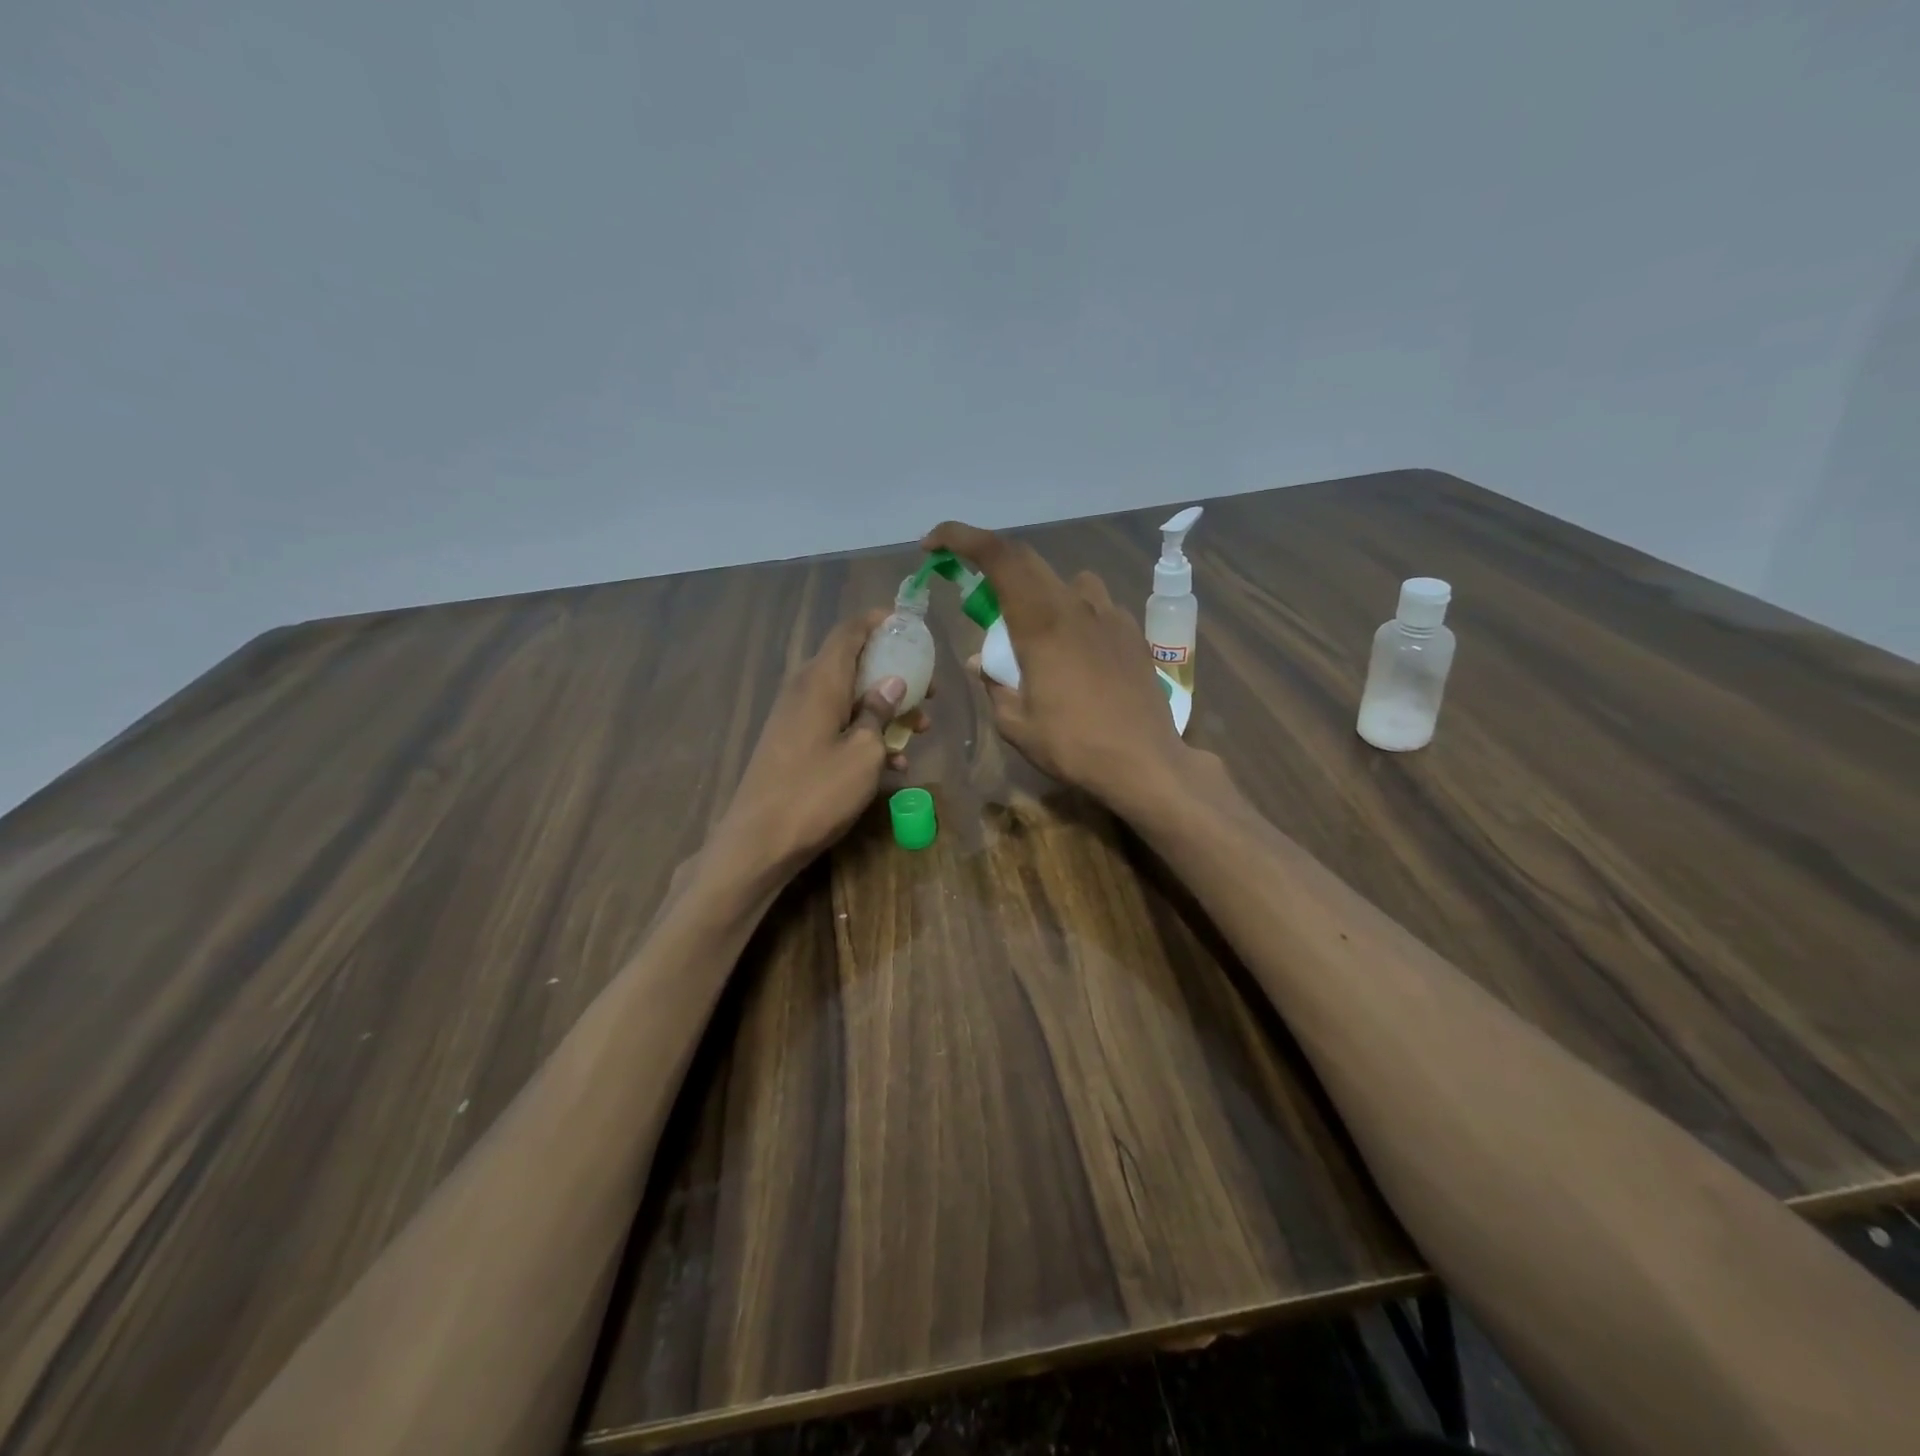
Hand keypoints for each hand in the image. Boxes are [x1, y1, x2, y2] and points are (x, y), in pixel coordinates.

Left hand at [715, 609, 931, 873]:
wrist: (759, 841)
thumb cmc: (816, 792)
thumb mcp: (863, 753)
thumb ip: (879, 712)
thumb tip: (892, 683)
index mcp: (821, 680)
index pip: (850, 631)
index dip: (879, 622)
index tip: (909, 625)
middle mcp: (805, 689)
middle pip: (853, 664)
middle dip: (894, 673)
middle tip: (928, 692)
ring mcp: (796, 717)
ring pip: (848, 697)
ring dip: (884, 709)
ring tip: (920, 731)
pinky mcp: (794, 742)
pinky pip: (835, 724)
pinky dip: (863, 733)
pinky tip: (892, 765)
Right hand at [922, 521, 1196, 812]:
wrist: (1146, 763)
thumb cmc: (1074, 745)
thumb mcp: (1017, 724)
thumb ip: (994, 685)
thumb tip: (981, 663)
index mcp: (1041, 622)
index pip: (999, 556)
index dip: (962, 537)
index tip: (934, 544)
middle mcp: (1076, 605)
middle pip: (1029, 562)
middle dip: (995, 570)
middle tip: (980, 604)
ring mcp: (1110, 616)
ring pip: (1067, 583)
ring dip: (1041, 595)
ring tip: (1036, 636)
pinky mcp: (1132, 633)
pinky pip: (1094, 607)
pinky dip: (1074, 617)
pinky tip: (1076, 656)